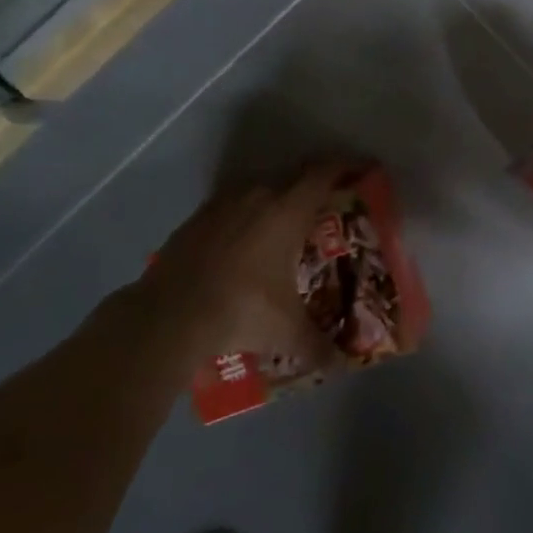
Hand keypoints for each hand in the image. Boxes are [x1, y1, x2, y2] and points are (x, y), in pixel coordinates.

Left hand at [145, 161, 357, 372]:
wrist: (168, 315)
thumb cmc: (241, 309)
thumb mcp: (286, 331)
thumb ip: (318, 346)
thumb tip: (339, 366)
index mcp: (288, 211)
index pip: (325, 173)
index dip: (348, 166)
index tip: (364, 170)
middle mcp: (259, 196)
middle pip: (295, 175)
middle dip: (315, 184)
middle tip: (329, 203)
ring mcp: (223, 204)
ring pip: (261, 188)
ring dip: (278, 198)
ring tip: (286, 223)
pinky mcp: (197, 218)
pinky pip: (232, 205)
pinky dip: (246, 214)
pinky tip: (244, 241)